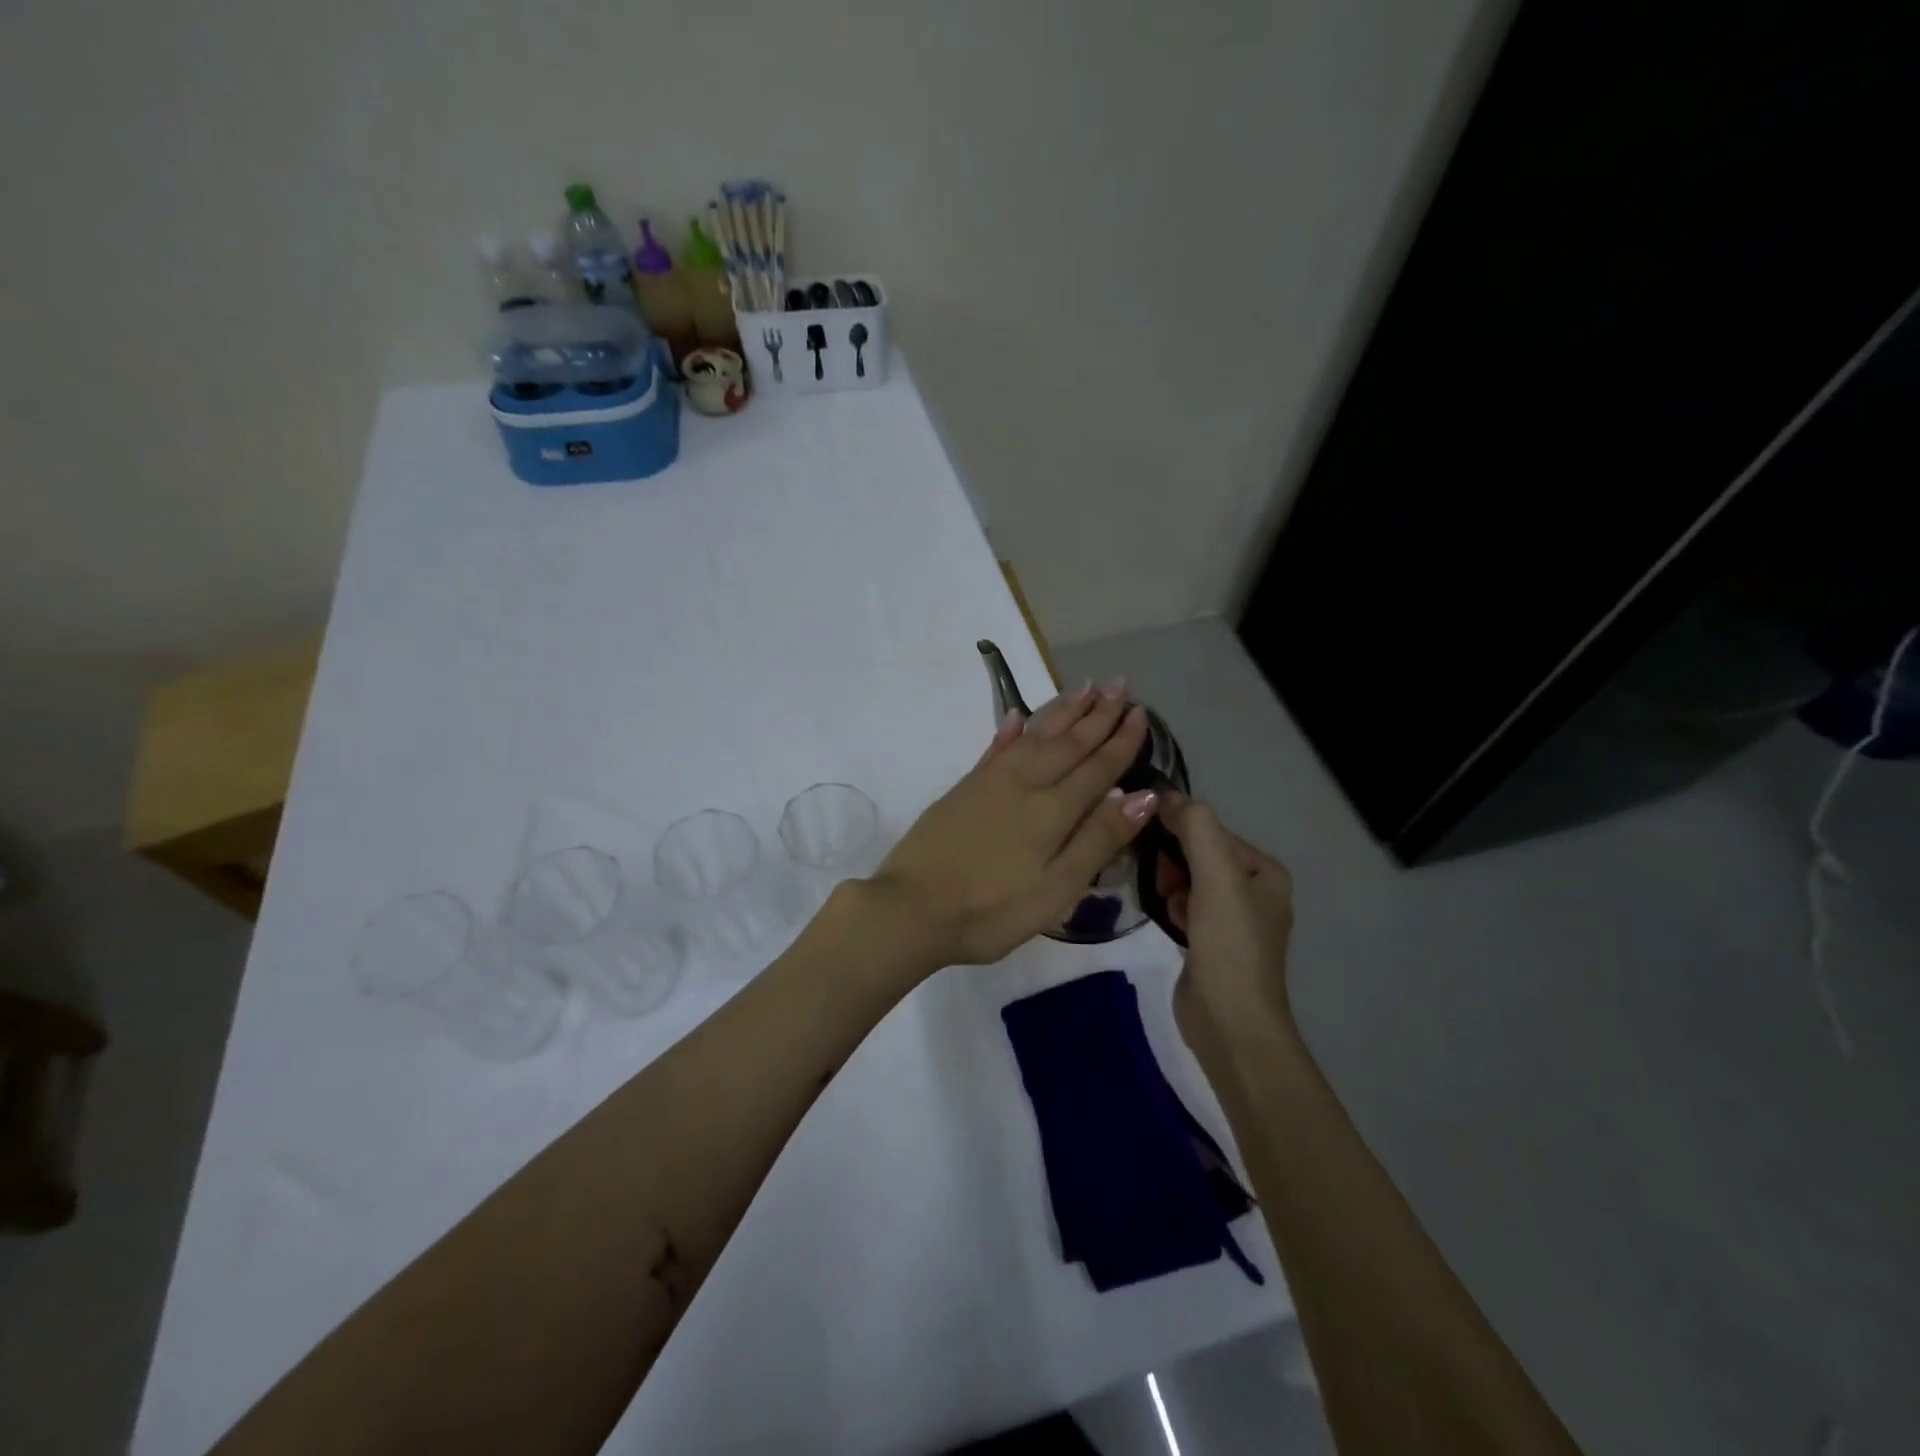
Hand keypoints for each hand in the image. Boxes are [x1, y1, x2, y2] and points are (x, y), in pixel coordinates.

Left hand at [869, 681, 1159, 968]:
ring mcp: (990, 782)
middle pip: (1068, 743)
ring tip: (1084, 688)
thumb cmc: (992, 910)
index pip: (1098, 767)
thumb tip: (1143, 795)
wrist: (912, 908)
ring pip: (1035, 736)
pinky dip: (1010, 729)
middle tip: (1120, 685)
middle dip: (1097, 714)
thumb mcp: (1057, 888)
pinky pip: (995, 748)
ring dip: (1061, 712)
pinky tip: (1017, 716)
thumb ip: (1098, 839)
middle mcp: (1024, 784)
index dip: (1121, 741)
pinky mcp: (964, 789)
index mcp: (1053, 810)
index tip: (1141, 713)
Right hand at [1156, 792, 1296, 1043]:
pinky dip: (1172, 907)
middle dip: (1175, 863)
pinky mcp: (1210, 942)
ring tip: (1169, 907)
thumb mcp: (1216, 877)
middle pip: (1198, 853)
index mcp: (1264, 871)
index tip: (1155, 847)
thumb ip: (1196, 828)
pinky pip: (1184, 906)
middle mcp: (1252, 890)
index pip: (1212, 830)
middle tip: (1165, 885)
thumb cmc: (1229, 945)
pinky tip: (1168, 921)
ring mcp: (1232, 919)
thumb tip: (1166, 795)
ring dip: (1171, 886)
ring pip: (1187, 879)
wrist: (1231, 1023)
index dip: (1181, 832)